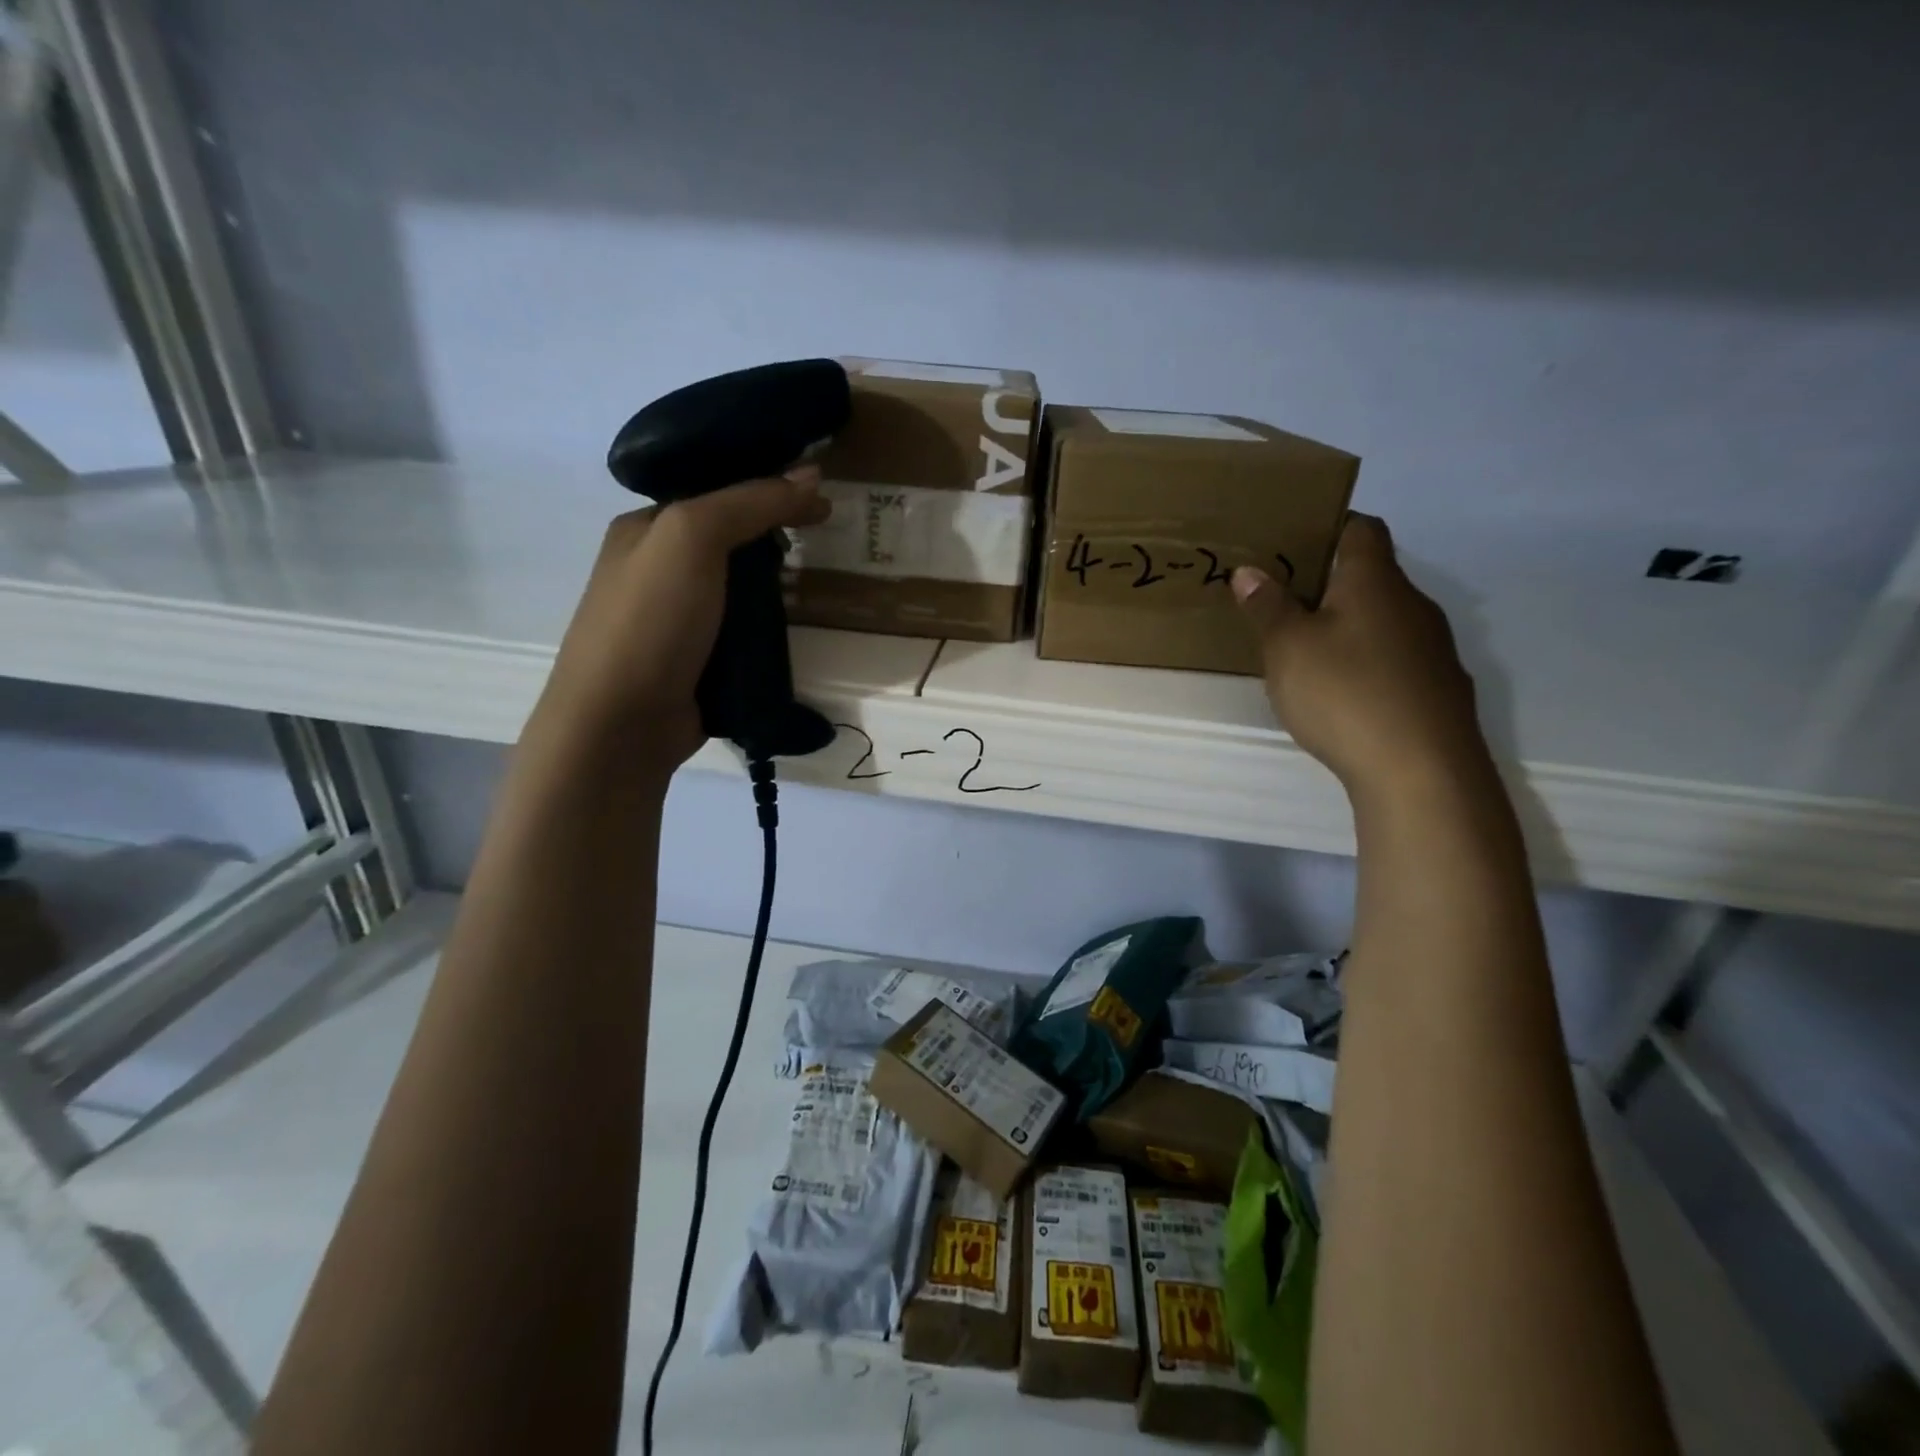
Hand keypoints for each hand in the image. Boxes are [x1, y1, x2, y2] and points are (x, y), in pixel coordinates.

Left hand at [535, 466, 829, 778]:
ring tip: (819, 585)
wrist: (622, 722)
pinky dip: (770, 630)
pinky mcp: (699, 663)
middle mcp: (658, 571)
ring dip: (777, 589)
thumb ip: (751, 502)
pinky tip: (798, 628)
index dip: (766, 487)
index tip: (820, 496)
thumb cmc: (651, 619)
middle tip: (825, 540)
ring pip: (740, 591)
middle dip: (775, 539)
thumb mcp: (693, 537)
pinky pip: (743, 634)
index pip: (714, 492)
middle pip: (730, 542)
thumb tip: (812, 474)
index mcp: (645, 529)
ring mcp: (678, 621)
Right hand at [1232, 514, 1488, 799]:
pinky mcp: (1439, 690)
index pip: (1362, 528)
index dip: (1329, 525)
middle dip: (1329, 583)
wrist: (1422, 770)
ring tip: (1306, 652)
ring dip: (1348, 627)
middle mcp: (1413, 605)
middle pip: (1372, 576)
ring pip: (1384, 621)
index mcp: (1375, 582)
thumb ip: (1267, 607)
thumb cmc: (1345, 693)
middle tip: (1282, 601)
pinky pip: (1396, 660)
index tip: (1291, 541)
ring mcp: (1433, 649)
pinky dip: (1368, 664)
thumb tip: (1249, 571)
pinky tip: (1344, 695)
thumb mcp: (1288, 648)